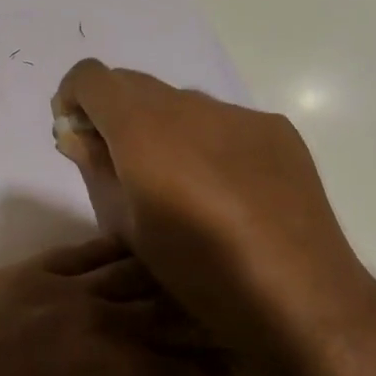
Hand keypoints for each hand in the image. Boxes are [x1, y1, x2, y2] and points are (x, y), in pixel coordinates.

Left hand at [0, 237, 237, 375]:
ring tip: (203, 265)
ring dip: (175, 272)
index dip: (236, 361)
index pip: (200, 367)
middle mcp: (108, 323)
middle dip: (216, 311)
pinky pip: (88, 250)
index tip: (263, 349)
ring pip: (139, 273)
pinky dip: (120, 248)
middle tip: (245, 302)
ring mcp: (68, 287)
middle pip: (177, 311)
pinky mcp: (33, 268)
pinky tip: (138, 241)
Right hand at [50, 60, 375, 375]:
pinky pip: (223, 120)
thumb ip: (98, 168)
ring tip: (178, 181)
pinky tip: (225, 188)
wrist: (301, 298)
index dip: (73, 98)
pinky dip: (206, 140)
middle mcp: (189, 105)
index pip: (91, 77)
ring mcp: (238, 114)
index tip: (77, 133)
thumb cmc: (200, 271)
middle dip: (114, 112)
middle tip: (119, 161)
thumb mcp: (131, 226)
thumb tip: (76, 135)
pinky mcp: (276, 129)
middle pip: (133, 84)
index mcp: (144, 128)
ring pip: (180, 102)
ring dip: (162, 126)